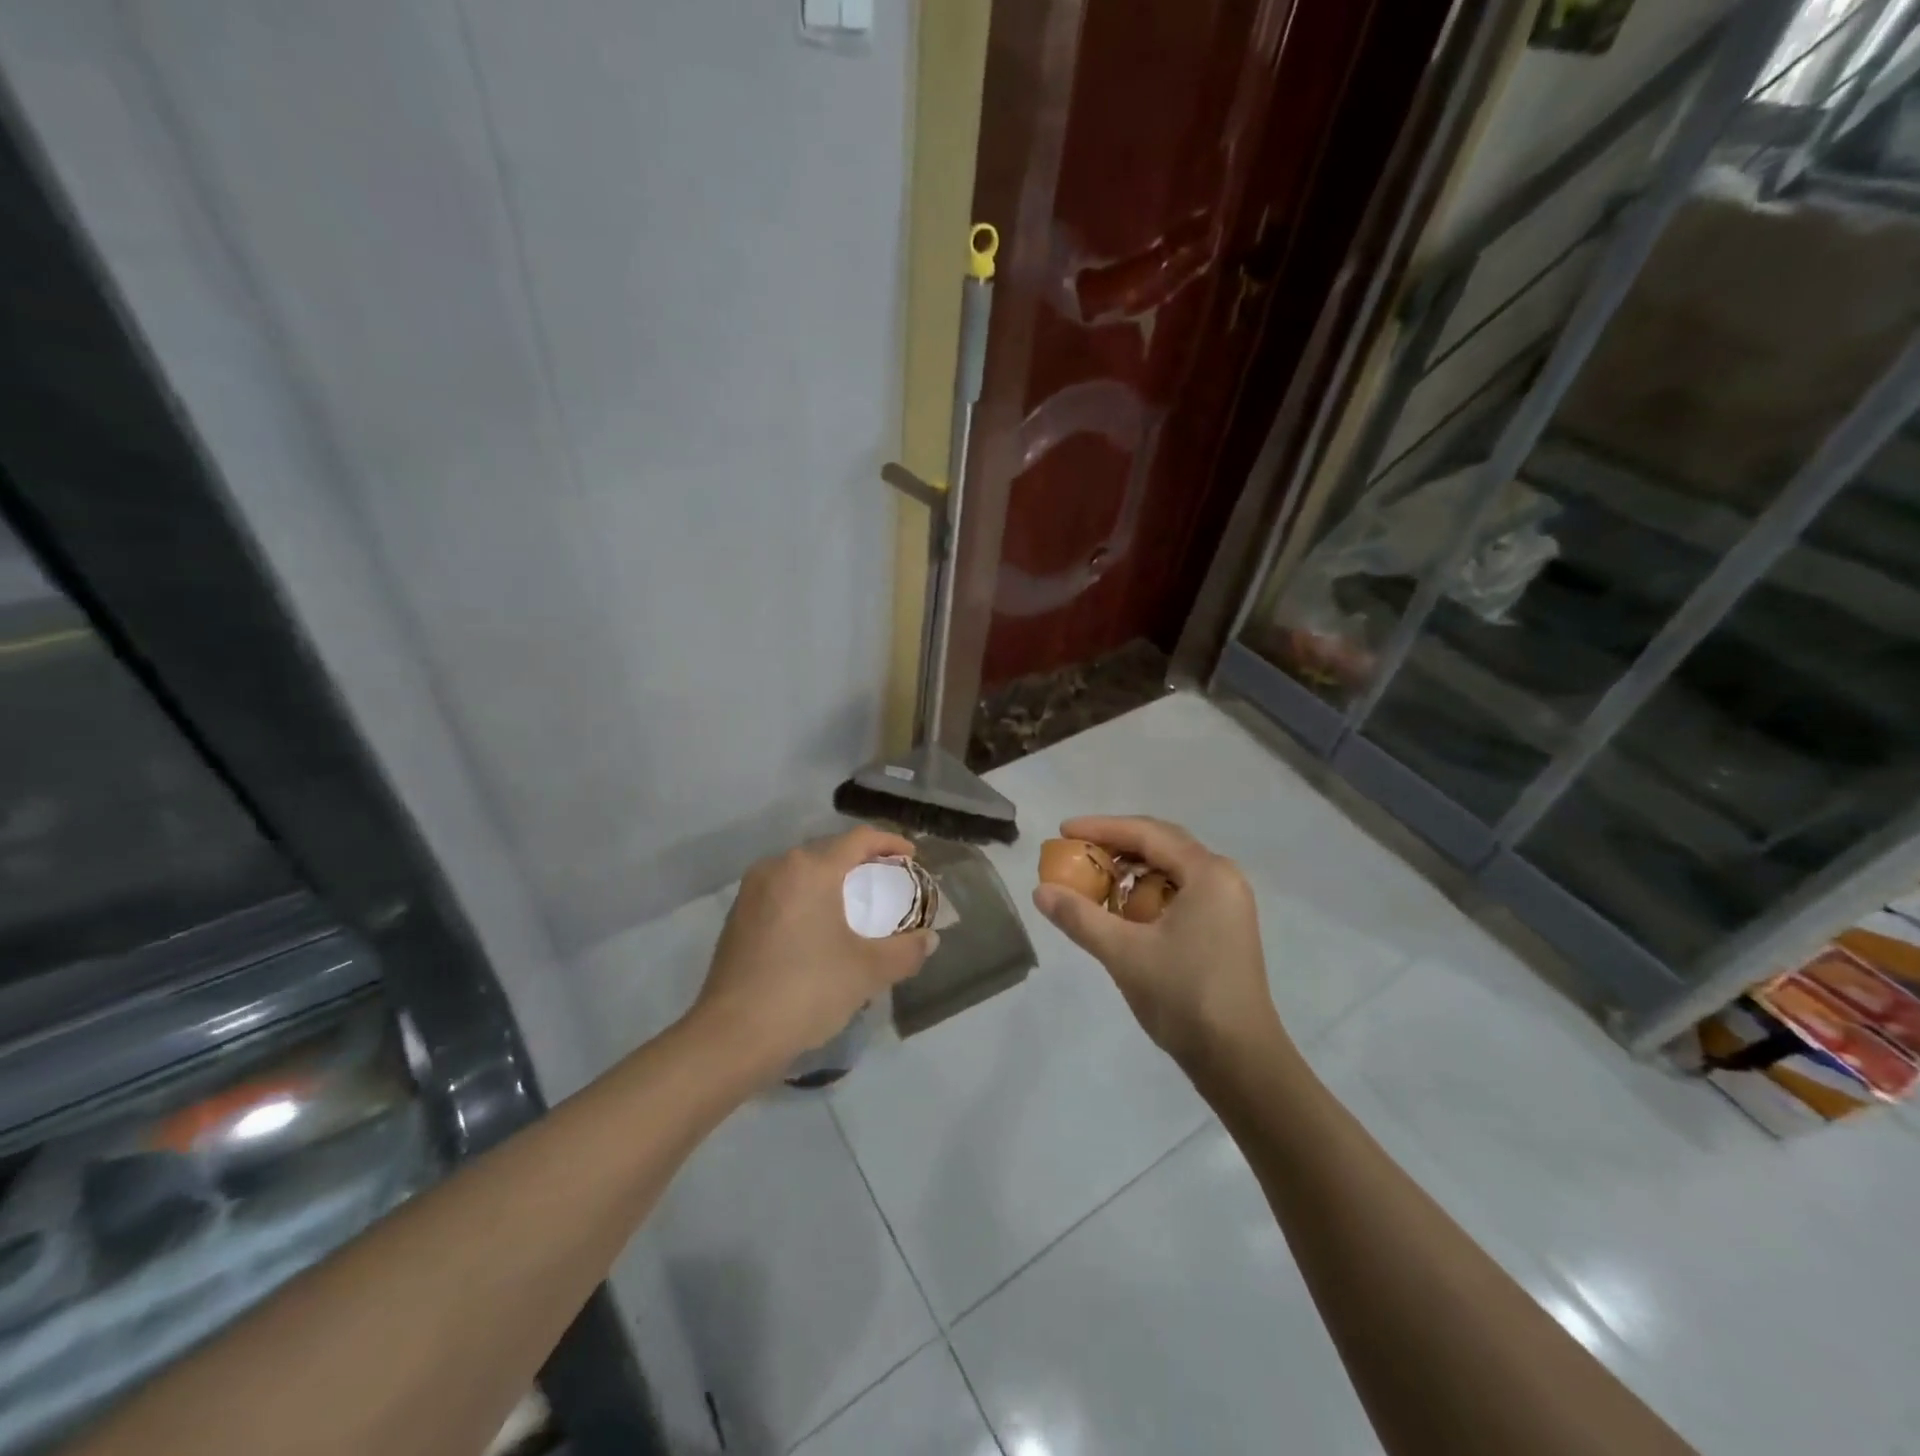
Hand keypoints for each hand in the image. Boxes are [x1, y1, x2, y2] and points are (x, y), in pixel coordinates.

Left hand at [690, 827, 937, 1076]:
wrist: (732, 1036)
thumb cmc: (807, 991)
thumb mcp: (867, 972)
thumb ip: (906, 951)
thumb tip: (929, 940)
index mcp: (811, 869)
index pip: (858, 839)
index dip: (890, 842)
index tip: (912, 857)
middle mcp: (778, 867)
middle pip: (829, 850)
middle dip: (861, 861)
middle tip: (887, 882)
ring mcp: (752, 891)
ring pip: (802, 871)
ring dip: (831, 880)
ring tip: (854, 904)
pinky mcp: (737, 916)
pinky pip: (782, 892)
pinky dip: (807, 898)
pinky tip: (818, 927)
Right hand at [1032, 816, 1284, 1067]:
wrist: (1240, 1060)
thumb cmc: (1184, 997)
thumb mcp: (1124, 953)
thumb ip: (1080, 916)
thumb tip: (1040, 891)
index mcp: (1207, 873)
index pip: (1147, 834)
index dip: (1102, 828)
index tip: (1064, 831)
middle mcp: (1222, 878)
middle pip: (1162, 845)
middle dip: (1116, 846)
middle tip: (1077, 851)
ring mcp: (1228, 903)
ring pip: (1171, 870)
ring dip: (1132, 871)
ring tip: (1095, 880)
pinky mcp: (1224, 927)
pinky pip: (1180, 892)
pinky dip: (1148, 893)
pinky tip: (1123, 910)